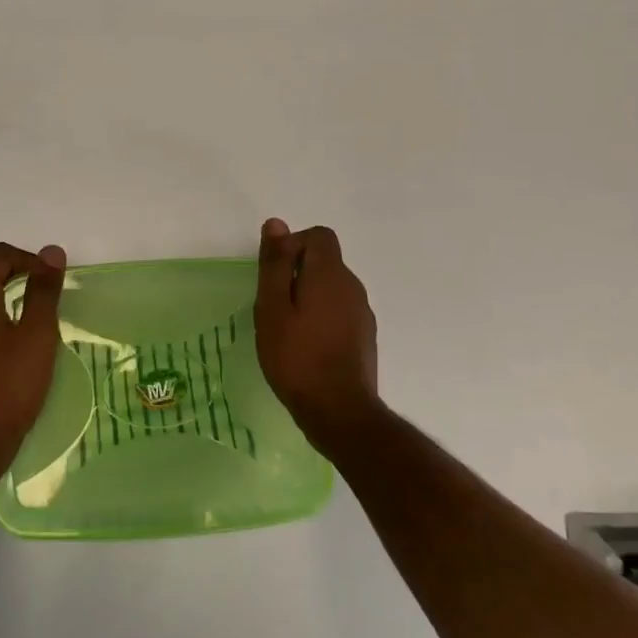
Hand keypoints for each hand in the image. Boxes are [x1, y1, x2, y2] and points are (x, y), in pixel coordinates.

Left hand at [0, 242, 65, 483]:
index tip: (53, 284)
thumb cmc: (9, 384)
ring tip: (35, 324)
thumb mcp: (37, 333)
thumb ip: (43, 288)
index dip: (30, 260)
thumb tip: (51, 251)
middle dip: (21, 277)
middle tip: (49, 302)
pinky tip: (13, 346)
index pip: (0, 255)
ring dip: (8, 299)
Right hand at [254, 219, 380, 453]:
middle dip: (298, 272)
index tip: (275, 275)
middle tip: (274, 305)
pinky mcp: (365, 337)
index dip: (294, 245)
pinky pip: (341, 311)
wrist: (341, 414)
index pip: (319, 236)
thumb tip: (276, 223)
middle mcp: (352, 286)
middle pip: (326, 261)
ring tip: (288, 328)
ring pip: (333, 287)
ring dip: (310, 296)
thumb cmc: (297, 358)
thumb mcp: (273, 308)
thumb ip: (274, 264)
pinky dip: (323, 317)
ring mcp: (363, 313)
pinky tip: (307, 346)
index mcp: (330, 274)